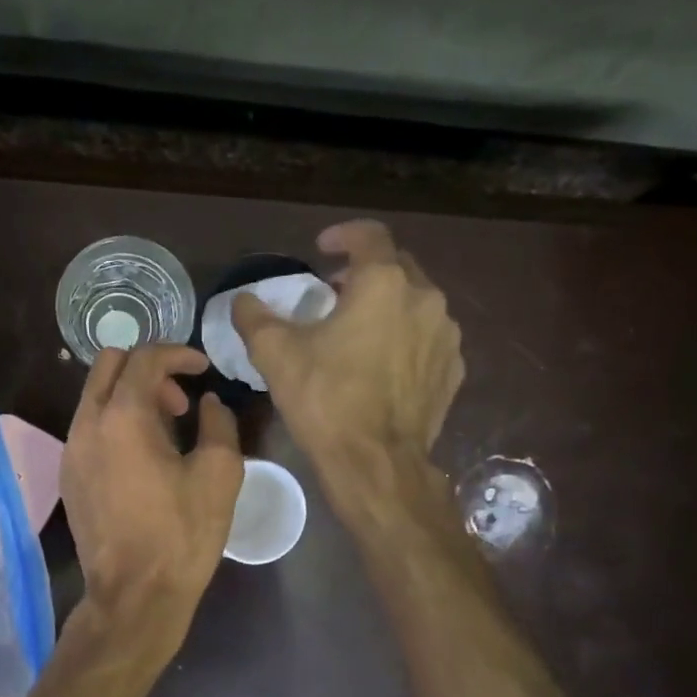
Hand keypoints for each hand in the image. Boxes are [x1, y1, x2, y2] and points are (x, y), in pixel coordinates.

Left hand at [62, 344, 243, 630]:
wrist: (134, 595)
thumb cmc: (181, 534)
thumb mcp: (219, 474)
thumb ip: (218, 424)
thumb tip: (209, 404)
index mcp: (123, 416)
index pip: (144, 358)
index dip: (177, 353)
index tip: (202, 368)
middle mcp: (87, 424)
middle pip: (108, 364)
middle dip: (148, 368)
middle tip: (180, 400)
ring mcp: (71, 450)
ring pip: (95, 395)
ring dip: (131, 395)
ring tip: (167, 430)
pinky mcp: (69, 475)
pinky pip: (89, 426)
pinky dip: (116, 421)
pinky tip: (143, 456)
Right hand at [232, 219, 462, 511]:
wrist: (375, 462)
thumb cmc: (325, 399)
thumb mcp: (275, 354)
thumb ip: (255, 317)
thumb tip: (243, 301)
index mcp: (384, 283)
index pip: (369, 236)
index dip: (343, 235)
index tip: (321, 248)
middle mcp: (425, 299)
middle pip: (396, 266)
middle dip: (364, 271)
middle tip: (334, 291)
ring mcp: (446, 336)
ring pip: (416, 303)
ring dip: (387, 305)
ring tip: (358, 329)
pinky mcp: (453, 370)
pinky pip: (428, 339)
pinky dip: (406, 338)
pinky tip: (382, 363)